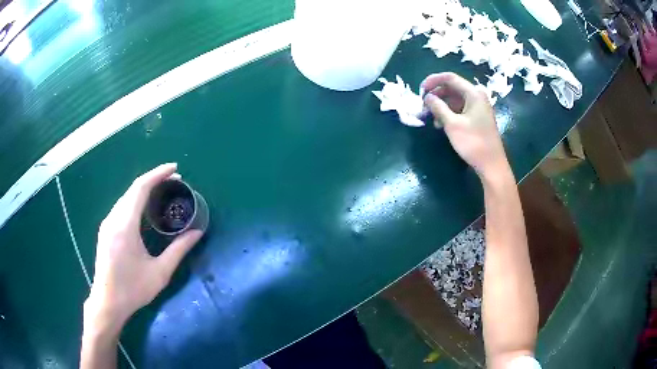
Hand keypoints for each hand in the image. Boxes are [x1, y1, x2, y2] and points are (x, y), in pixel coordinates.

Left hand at [84, 163, 203, 330]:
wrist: (108, 302)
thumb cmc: (133, 289)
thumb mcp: (160, 272)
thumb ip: (179, 250)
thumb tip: (198, 232)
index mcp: (125, 225)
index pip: (140, 188)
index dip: (158, 174)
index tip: (175, 169)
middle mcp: (113, 218)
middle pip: (133, 189)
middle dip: (153, 180)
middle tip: (174, 181)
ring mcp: (107, 224)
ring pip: (126, 197)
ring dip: (144, 190)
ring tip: (162, 192)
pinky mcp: (105, 230)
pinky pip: (121, 207)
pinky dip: (135, 200)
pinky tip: (144, 209)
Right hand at [420, 72, 507, 177]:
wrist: (492, 165)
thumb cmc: (473, 143)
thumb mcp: (452, 124)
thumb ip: (438, 107)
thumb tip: (427, 97)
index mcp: (473, 93)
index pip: (450, 78)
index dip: (432, 81)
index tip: (420, 90)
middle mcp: (477, 96)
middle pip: (452, 88)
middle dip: (436, 95)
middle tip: (423, 106)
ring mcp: (478, 107)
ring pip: (455, 100)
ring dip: (441, 106)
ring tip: (431, 118)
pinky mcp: (477, 118)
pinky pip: (460, 109)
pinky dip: (449, 114)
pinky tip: (441, 125)